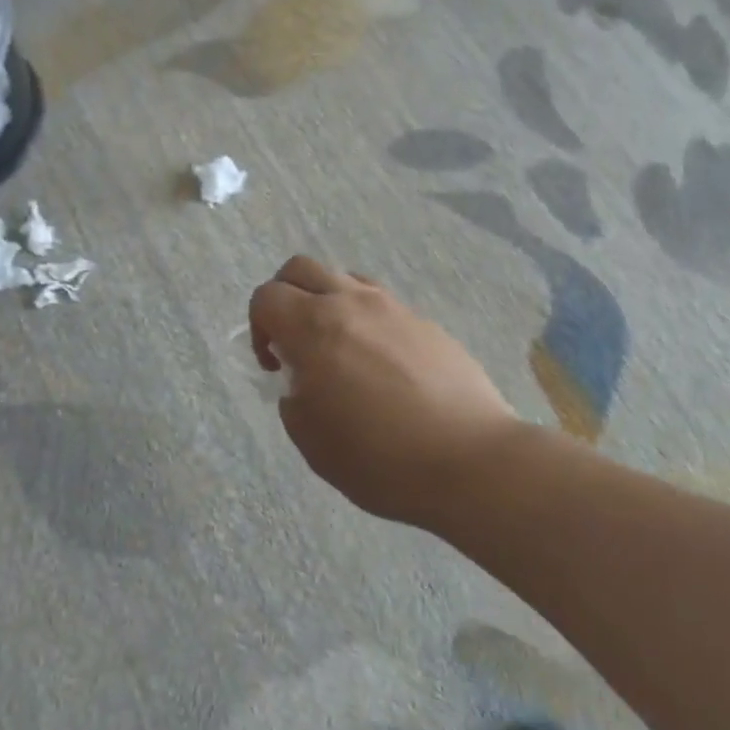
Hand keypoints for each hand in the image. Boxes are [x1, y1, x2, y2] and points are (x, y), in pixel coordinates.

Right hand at [249, 256, 520, 527]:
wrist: (471, 461)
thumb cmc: (381, 459)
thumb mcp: (313, 443)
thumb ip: (293, 402)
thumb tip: (301, 384)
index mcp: (315, 328)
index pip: (266, 297)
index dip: (258, 327)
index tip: (275, 365)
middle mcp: (351, 303)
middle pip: (300, 268)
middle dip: (285, 296)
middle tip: (293, 339)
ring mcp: (393, 308)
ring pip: (344, 277)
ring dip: (327, 301)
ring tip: (338, 347)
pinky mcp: (425, 322)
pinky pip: (381, 303)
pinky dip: (365, 319)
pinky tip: (380, 363)